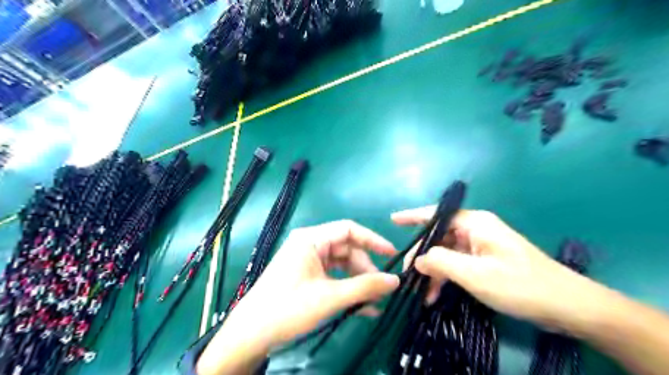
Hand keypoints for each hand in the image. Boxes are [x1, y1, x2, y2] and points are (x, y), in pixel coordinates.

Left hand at [228, 220, 397, 347]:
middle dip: (365, 269)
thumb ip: (365, 287)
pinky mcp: (306, 275)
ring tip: (373, 302)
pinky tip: (362, 308)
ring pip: (341, 265)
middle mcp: (309, 244)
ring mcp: (307, 260)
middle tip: (381, 290)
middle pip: (346, 249)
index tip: (393, 255)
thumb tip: (395, 280)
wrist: (250, 334)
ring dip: (357, 282)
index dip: (373, 240)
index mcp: (311, 239)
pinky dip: (346, 289)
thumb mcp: (331, 297)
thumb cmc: (289, 308)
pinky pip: (332, 277)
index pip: (349, 229)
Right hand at [394, 207, 588, 328]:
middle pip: (439, 237)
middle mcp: (476, 230)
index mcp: (475, 223)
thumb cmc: (521, 285)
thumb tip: (417, 259)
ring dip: (434, 271)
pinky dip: (446, 277)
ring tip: (422, 294)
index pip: (436, 214)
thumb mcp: (475, 274)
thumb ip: (440, 262)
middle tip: (407, 275)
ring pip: (447, 253)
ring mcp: (482, 246)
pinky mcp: (487, 261)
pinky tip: (436, 294)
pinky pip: (458, 264)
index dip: (413, 216)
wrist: (569, 307)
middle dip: (422, 255)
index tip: (392, 220)